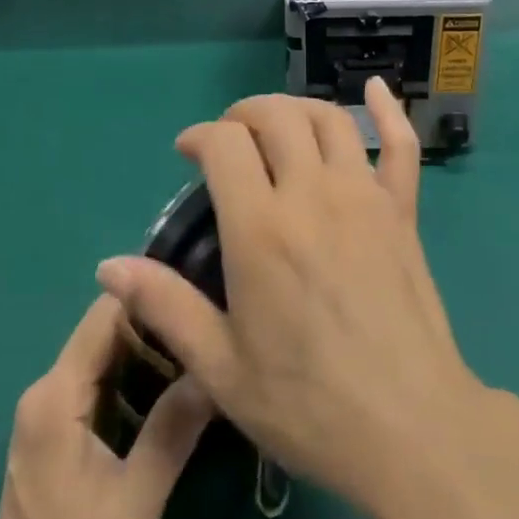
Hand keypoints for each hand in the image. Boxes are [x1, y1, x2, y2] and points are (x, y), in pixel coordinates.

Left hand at [0, 296, 211, 518]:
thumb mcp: (136, 499)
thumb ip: (173, 428)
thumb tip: (214, 364)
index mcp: (56, 395)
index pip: (106, 313)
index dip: (150, 295)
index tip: (196, 291)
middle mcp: (45, 390)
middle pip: (104, 330)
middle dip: (154, 323)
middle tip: (204, 324)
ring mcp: (45, 412)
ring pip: (102, 355)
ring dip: (145, 352)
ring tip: (195, 350)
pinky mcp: (53, 432)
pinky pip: (95, 381)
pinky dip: (131, 377)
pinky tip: (167, 390)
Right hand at [94, 79, 496, 518]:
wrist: (410, 430)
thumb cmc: (307, 404)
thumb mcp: (221, 367)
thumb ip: (165, 306)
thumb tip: (108, 266)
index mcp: (260, 228)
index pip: (224, 144)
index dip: (200, 136)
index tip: (188, 153)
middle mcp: (312, 194)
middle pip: (275, 116)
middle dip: (243, 115)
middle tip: (229, 138)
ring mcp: (363, 195)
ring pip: (328, 119)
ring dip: (296, 109)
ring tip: (278, 126)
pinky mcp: (402, 209)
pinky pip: (401, 144)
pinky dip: (387, 109)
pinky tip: (373, 87)